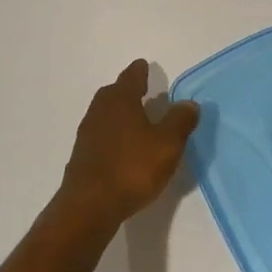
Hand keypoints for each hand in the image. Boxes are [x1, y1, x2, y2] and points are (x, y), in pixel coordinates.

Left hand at [58, 60, 200, 225]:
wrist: (90, 205)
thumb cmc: (132, 168)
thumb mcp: (167, 144)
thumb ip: (179, 121)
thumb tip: (188, 103)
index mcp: (120, 100)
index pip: (131, 77)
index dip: (140, 71)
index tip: (144, 65)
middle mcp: (100, 110)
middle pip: (113, 93)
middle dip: (127, 90)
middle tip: (142, 90)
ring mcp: (88, 133)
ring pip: (105, 114)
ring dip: (120, 113)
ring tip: (136, 119)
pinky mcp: (83, 156)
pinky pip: (101, 135)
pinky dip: (113, 134)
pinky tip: (124, 147)